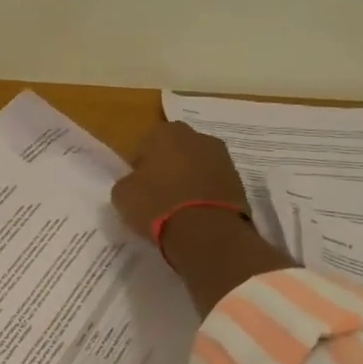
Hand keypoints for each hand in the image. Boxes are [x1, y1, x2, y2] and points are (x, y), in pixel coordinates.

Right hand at [110, 120, 249, 241]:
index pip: (146, 144)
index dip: (140, 165)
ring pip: (197, 166)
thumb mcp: (122, 194)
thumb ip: (128, 181)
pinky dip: (205, 193)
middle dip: (168, 167)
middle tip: (158, 193)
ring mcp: (223, 157)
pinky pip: (213, 183)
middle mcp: (198, 136)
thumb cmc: (156, 204)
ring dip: (189, 179)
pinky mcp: (240, 180)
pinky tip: (195, 213)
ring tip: (178, 206)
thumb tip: (136, 182)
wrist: (205, 231)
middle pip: (176, 151)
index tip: (138, 185)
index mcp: (166, 132)